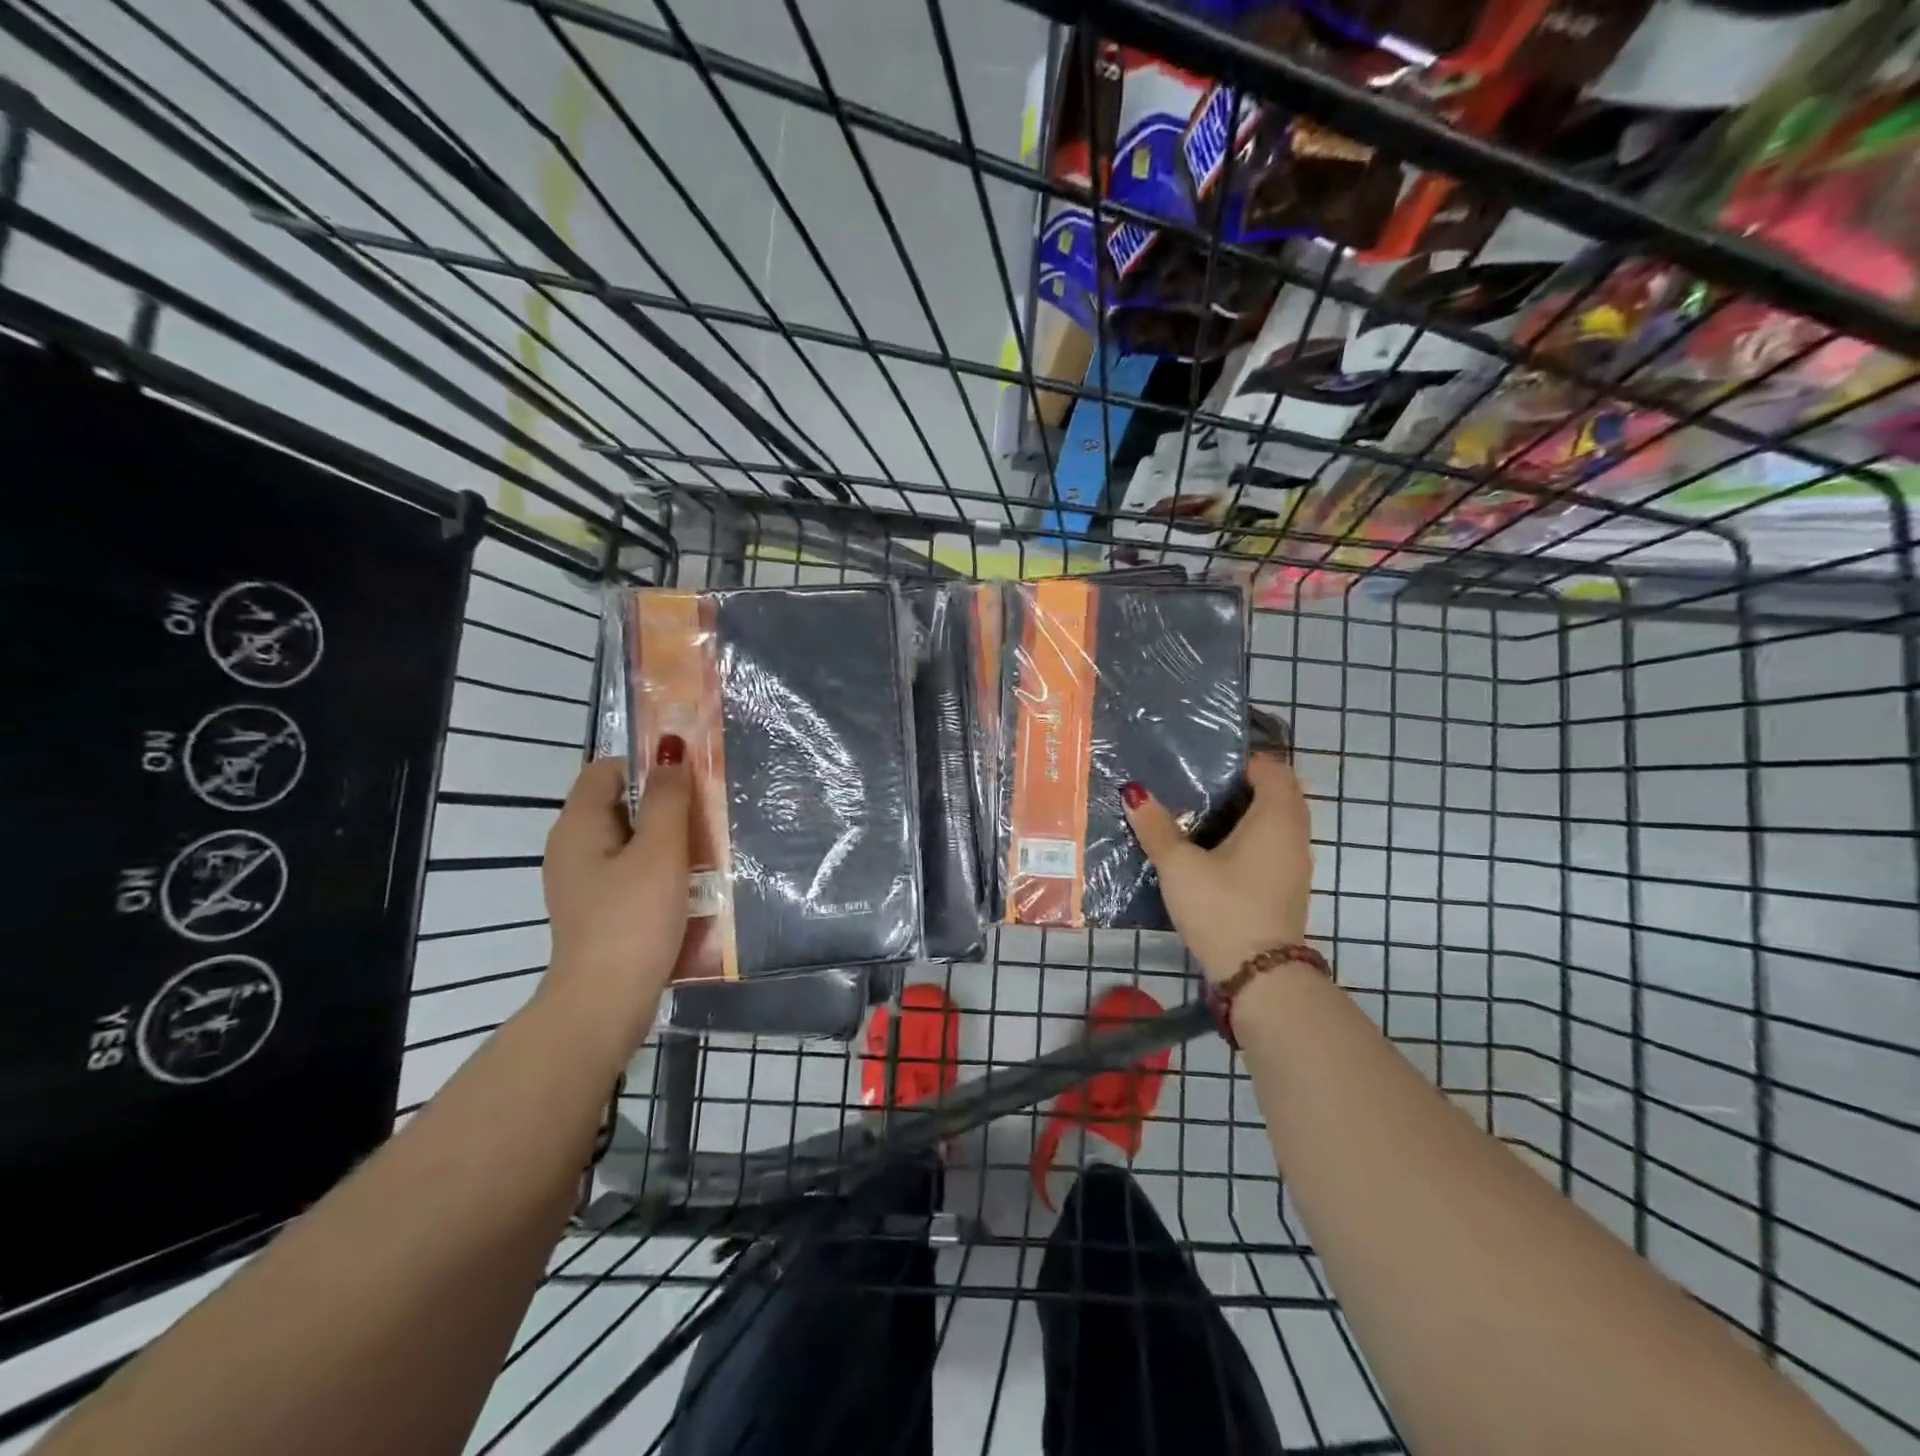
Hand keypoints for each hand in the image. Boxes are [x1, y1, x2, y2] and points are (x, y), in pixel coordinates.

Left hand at [541, 742, 690, 1055]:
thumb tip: (670, 750)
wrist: (605, 1002)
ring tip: (706, 847)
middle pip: (619, 804)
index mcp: (577, 826)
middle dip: (663, 802)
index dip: (646, 764)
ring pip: (629, 839)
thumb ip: (667, 798)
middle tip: (707, 812)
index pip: (606, 770)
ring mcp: (583, 882)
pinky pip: (629, 870)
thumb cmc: (633, 919)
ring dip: (666, 837)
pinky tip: (688, 884)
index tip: (689, 778)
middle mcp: (572, 848)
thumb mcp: (659, 851)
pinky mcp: (598, 909)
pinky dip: (657, 868)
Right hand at [1122, 751, 1314, 983]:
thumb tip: (1134, 794)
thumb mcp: (1179, 865)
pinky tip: (1214, 850)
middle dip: (1243, 785)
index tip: (1206, 763)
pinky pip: (1272, 845)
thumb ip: (1156, 828)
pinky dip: (1250, 838)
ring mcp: (1294, 864)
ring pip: (1276, 822)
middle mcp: (1294, 835)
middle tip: (1199, 786)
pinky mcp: (1286, 887)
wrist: (1257, 975)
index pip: (1273, 769)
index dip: (1244, 760)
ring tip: (1200, 815)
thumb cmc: (1221, 907)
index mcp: (1276, 818)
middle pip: (1278, 794)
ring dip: (1247, 813)